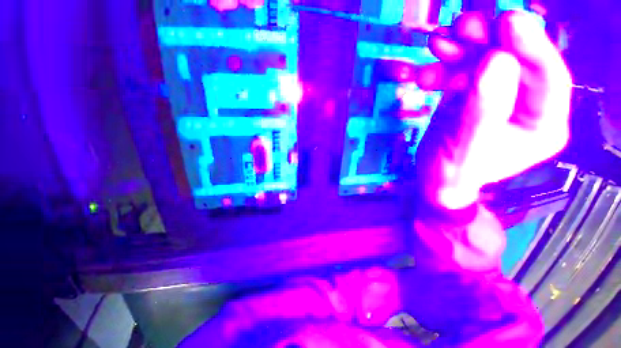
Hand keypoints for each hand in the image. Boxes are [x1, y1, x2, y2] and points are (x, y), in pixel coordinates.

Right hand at [415, 11, 572, 209]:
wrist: (433, 178)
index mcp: (542, 124)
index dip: (529, 44)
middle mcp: (525, 105)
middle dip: (488, 42)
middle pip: (515, 62)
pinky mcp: (473, 96)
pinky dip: (443, 69)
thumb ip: (483, 108)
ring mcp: (497, 98)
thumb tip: (496, 60)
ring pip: (485, 62)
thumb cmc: (452, 172)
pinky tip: (427, 73)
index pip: (549, 76)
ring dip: (460, 50)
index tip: (507, 20)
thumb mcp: (467, 145)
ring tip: (439, 43)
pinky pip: (462, 73)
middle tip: (464, 26)